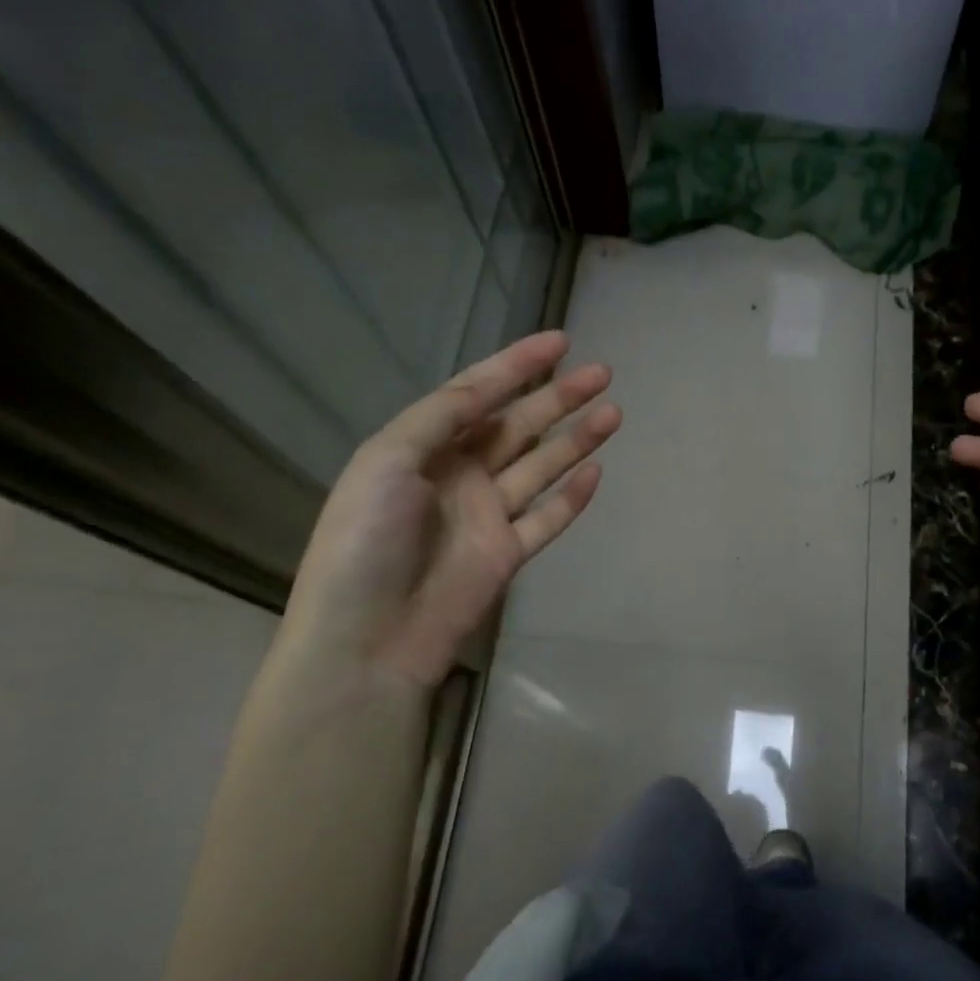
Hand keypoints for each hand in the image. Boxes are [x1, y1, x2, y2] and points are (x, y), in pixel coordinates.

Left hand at [273, 331, 619, 695]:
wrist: (367, 639)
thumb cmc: (365, 539)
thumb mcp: (389, 459)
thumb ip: (443, 415)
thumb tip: (493, 383)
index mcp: (423, 447)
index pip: (477, 393)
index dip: (517, 365)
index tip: (560, 341)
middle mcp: (458, 474)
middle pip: (517, 425)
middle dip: (558, 397)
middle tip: (602, 373)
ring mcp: (485, 516)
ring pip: (540, 466)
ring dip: (576, 439)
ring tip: (613, 412)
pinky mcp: (506, 554)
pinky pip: (547, 518)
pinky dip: (572, 497)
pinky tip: (597, 472)